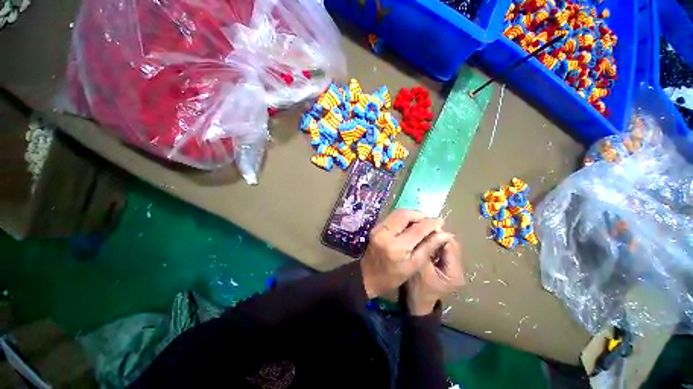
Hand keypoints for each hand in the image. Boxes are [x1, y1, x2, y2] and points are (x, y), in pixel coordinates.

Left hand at [360, 209, 452, 298]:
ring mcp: (378, 228)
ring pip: (398, 212)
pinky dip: (403, 217)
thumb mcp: (414, 265)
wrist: (368, 276)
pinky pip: (392, 216)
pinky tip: (409, 224)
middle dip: (420, 215)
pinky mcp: (375, 226)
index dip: (431, 223)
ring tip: (421, 222)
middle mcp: (385, 233)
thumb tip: (444, 234)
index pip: (417, 229)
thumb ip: (429, 247)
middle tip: (429, 222)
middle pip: (405, 214)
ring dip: (412, 214)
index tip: (440, 222)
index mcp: (396, 247)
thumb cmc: (393, 276)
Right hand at [405, 237, 464, 315]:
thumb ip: (426, 251)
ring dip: (435, 241)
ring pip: (446, 247)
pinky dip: (434, 246)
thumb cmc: (418, 289)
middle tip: (421, 232)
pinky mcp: (447, 268)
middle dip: (436, 237)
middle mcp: (458, 269)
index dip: (437, 235)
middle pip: (450, 245)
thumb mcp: (420, 269)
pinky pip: (442, 252)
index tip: (423, 228)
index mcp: (455, 272)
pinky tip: (424, 244)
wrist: (418, 306)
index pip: (450, 245)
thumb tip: (429, 231)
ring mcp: (453, 269)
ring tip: (422, 237)